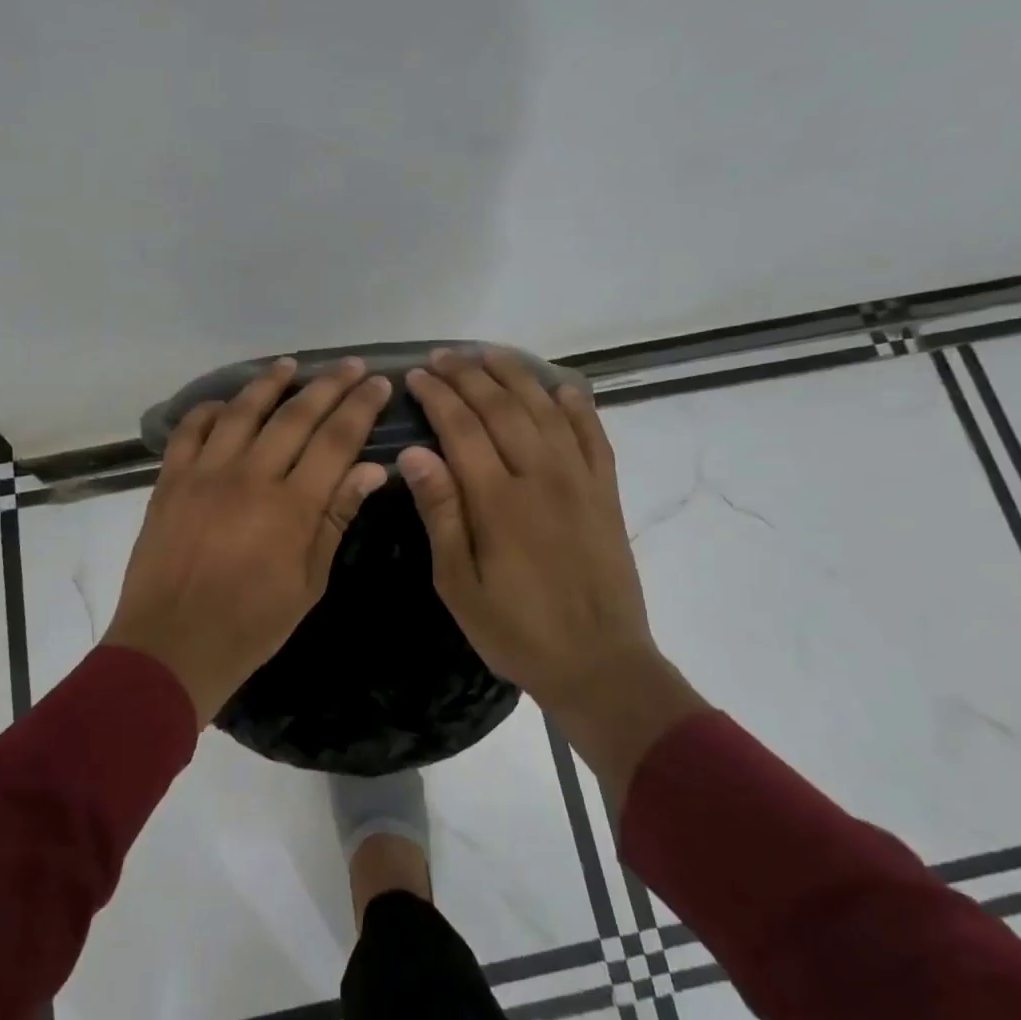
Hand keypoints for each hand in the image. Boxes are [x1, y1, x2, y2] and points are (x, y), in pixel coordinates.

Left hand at [107, 357, 391, 721]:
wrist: (172, 646)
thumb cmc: (251, 625)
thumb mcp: (308, 582)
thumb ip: (336, 518)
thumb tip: (370, 469)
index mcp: (291, 507)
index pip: (336, 441)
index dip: (360, 408)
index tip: (378, 384)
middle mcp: (250, 477)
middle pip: (296, 416)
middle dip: (329, 385)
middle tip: (350, 365)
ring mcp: (205, 474)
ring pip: (242, 411)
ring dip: (270, 383)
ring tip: (289, 365)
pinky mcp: (170, 481)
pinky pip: (190, 430)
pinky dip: (209, 410)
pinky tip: (225, 404)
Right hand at [401, 349, 705, 802]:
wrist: (600, 663)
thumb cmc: (516, 630)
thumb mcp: (459, 584)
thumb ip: (440, 513)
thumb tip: (414, 454)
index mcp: (499, 501)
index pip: (462, 428)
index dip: (437, 396)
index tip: (416, 376)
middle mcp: (541, 476)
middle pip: (502, 407)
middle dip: (469, 375)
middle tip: (442, 357)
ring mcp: (580, 480)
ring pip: (546, 409)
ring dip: (516, 376)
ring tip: (489, 355)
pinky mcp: (605, 492)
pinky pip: (593, 434)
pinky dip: (576, 406)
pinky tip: (561, 387)